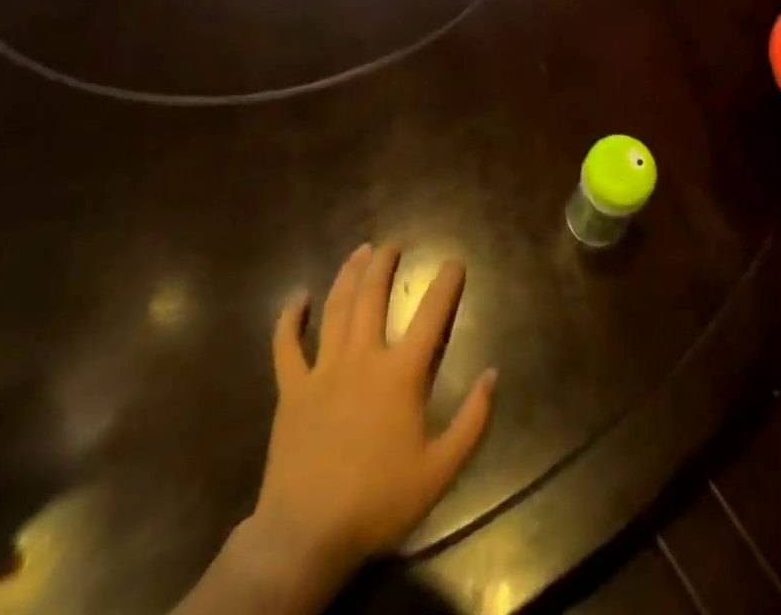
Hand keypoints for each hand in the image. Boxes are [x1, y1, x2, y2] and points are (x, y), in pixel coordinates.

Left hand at [230, 244, 496, 602]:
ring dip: (349, 274)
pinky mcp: (292, 389)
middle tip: (396, 242)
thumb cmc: (378, 502)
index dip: (447, 282)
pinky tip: (297, 296)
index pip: (432, 314)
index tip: (455, 262)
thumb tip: (494, 374)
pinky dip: (290, 318)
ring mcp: (323, 370)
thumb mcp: (440, 470)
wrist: (306, 537)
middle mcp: (363, 357)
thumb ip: (472, 420)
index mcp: (401, 373)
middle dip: (387, 262)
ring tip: (361, 250)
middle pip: (374, 295)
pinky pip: (286, 346)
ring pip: (337, 307)